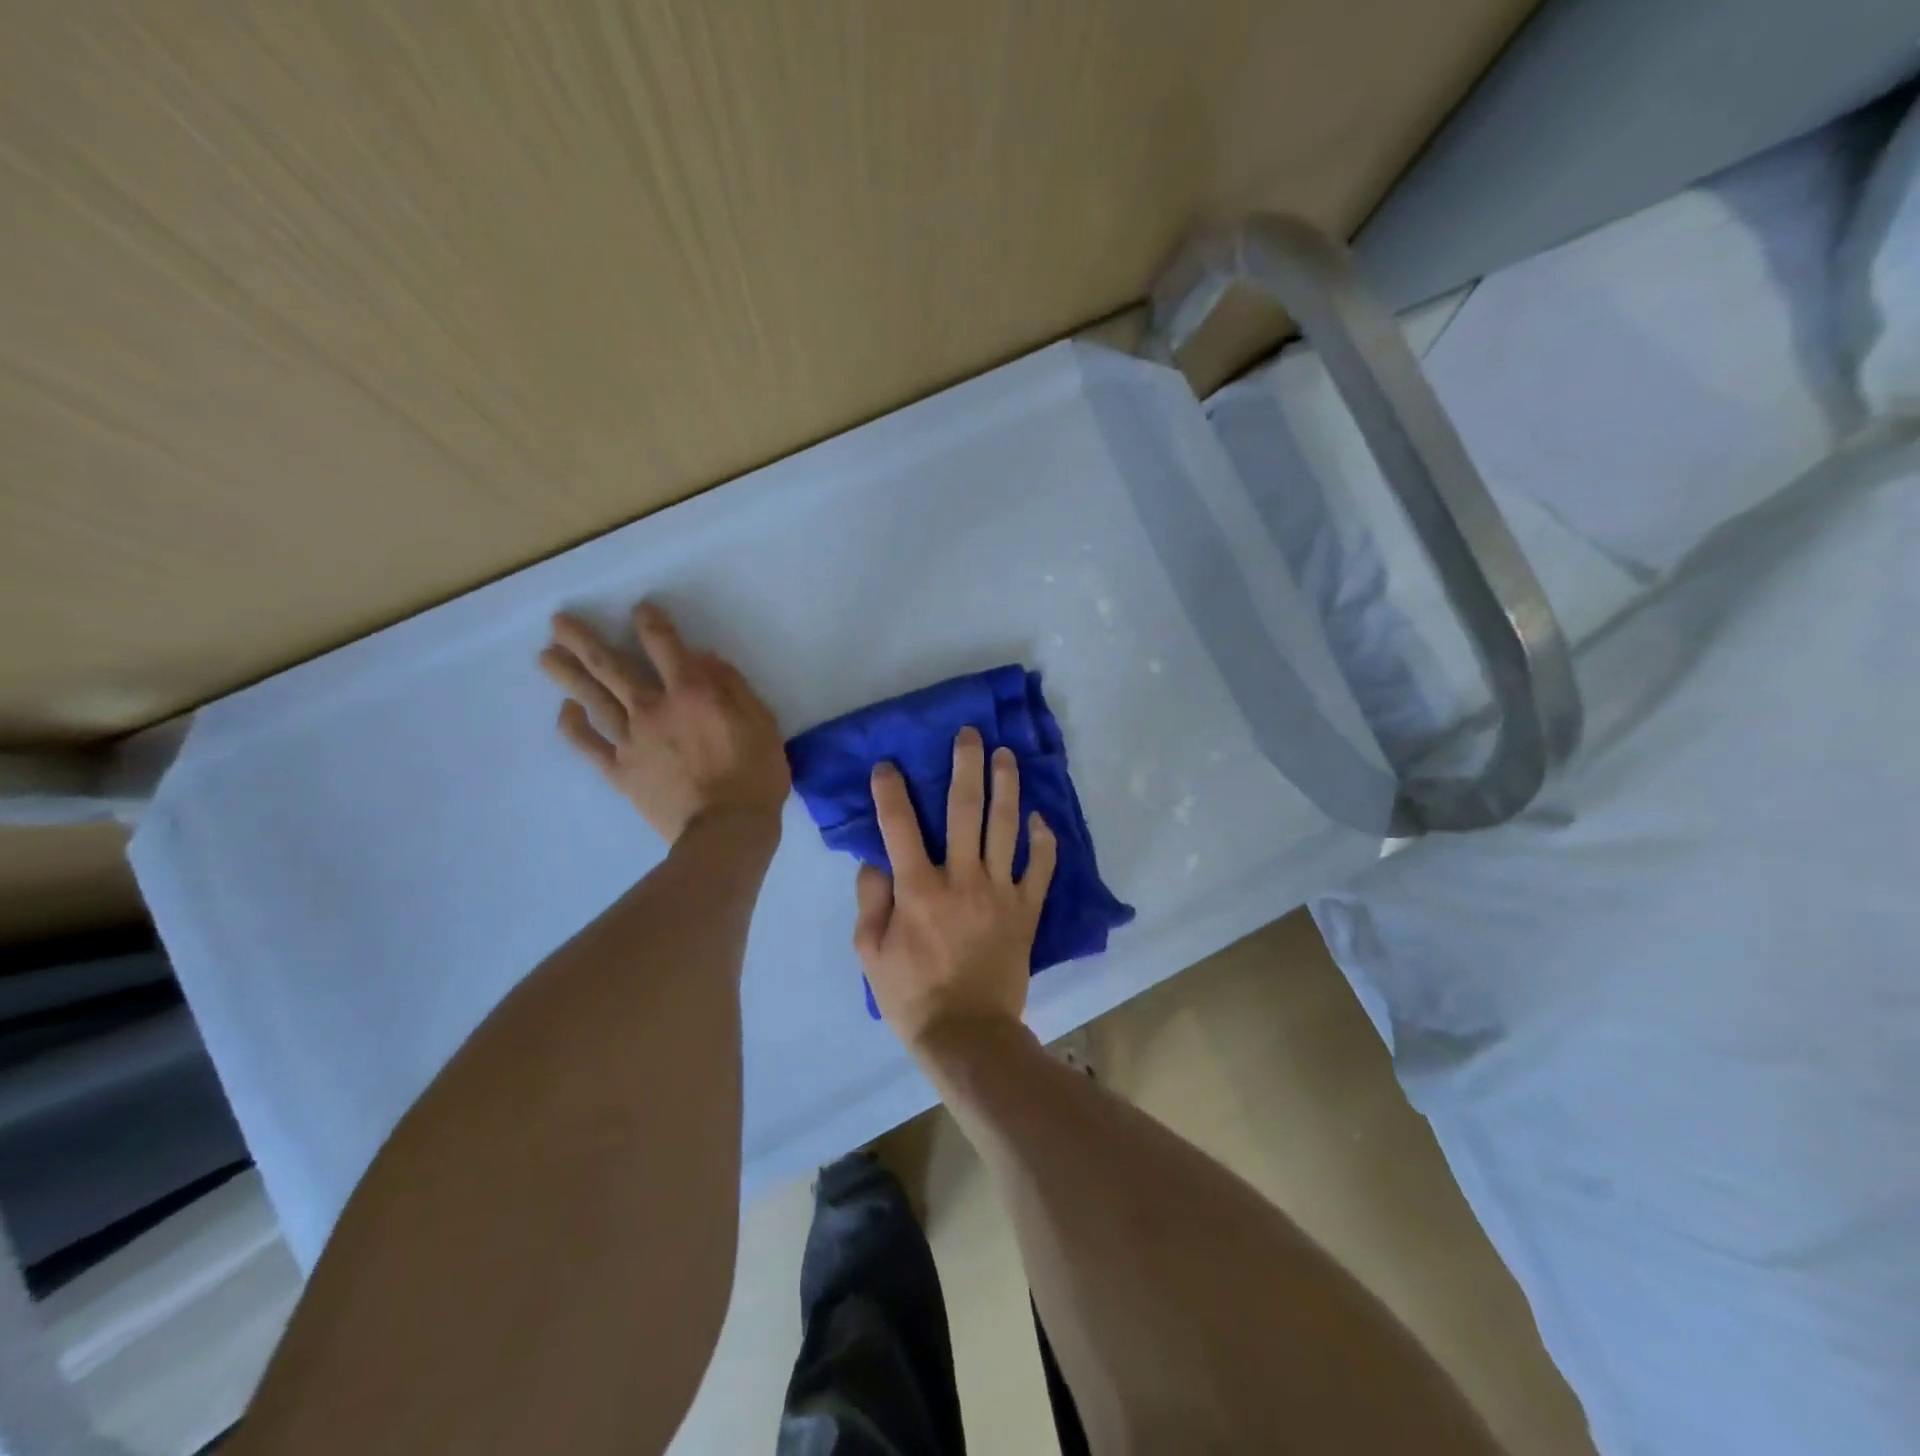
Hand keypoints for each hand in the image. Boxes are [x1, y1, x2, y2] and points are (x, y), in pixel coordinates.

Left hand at [539, 603, 789, 843]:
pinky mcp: (620, 771)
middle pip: (611, 667)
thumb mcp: (761, 722)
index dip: (651, 623)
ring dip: (568, 675)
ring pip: (593, 700)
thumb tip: (704, 658)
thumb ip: (732, 686)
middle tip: (559, 622)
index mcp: (691, 693)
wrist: (726, 830)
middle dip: (585, 641)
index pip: (665, 646)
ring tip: (546, 655)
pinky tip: (565, 710)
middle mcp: (653, 708)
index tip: (640, 609)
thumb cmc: (754, 774)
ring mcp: (631, 741)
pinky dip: (574, 726)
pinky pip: (589, 745)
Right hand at [854, 727, 1057, 1055]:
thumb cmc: (913, 996)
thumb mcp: (871, 954)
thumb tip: (874, 862)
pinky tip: (1040, 817)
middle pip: (964, 810)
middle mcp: (961, 879)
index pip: (900, 826)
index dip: (891, 790)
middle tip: (970, 734)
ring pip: (1006, 828)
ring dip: (1007, 787)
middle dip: (966, 766)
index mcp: (918, 889)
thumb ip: (870, 903)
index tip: (889, 764)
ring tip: (1007, 756)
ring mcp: (1000, 892)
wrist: (968, 1036)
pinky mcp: (1027, 910)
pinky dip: (1043, 841)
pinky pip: (1041, 868)